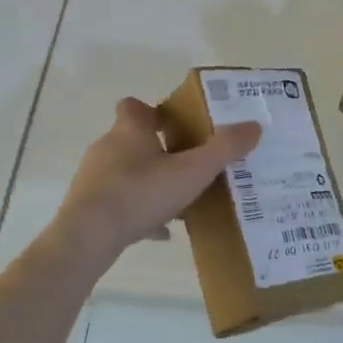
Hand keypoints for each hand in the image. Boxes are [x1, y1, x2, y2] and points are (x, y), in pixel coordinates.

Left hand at [53, 98, 261, 262]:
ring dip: (148, 182)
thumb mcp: (192, 172)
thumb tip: (254, 126)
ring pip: (125, 173)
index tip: (172, 123)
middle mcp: (107, 147)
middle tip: (186, 163)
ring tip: (177, 200)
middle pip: (131, 140)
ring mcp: (94, 178)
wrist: (89, 236)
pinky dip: (138, 212)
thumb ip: (224, 149)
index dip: (152, 111)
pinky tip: (160, 231)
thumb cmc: (141, 193)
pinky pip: (118, 203)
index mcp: (129, 130)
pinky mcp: (88, 206)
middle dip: (157, 149)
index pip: (133, 107)